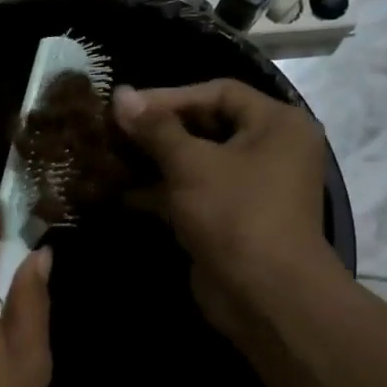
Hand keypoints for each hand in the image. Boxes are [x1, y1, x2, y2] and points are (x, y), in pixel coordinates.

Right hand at [112, 80, 344, 343]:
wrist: (264, 294)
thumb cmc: (234, 214)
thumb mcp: (191, 164)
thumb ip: (155, 128)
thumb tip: (120, 94)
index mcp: (276, 124)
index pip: (219, 92)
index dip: (170, 96)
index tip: (127, 106)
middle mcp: (269, 150)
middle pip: (206, 126)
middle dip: (158, 130)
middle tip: (115, 130)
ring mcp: (249, 187)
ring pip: (196, 162)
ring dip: (154, 161)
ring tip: (110, 157)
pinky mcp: (229, 218)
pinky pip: (192, 193)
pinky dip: (161, 192)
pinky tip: (120, 192)